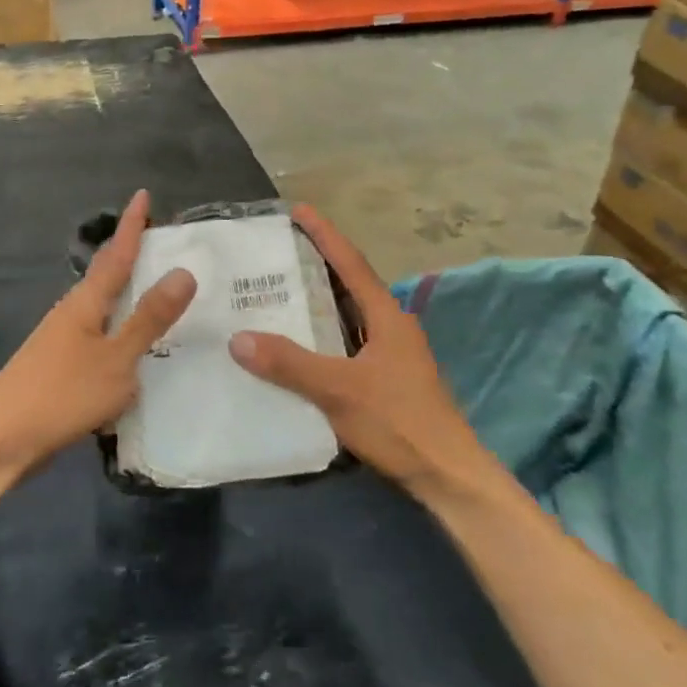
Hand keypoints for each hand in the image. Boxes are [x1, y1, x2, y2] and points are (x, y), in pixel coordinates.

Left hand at [0, 190, 195, 483]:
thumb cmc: (61, 395)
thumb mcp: (116, 359)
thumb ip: (149, 319)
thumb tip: (184, 271)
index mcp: (86, 303)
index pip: (116, 254)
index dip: (131, 226)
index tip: (142, 194)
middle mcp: (72, 314)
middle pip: (107, 277)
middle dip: (132, 257)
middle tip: (164, 245)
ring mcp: (62, 342)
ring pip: (103, 309)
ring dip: (128, 297)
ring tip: (160, 295)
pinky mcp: (60, 369)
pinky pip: (100, 339)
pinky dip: (121, 333)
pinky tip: (135, 351)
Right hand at [227, 204, 494, 506]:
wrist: (448, 476)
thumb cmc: (399, 422)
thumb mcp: (339, 390)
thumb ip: (290, 364)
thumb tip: (239, 338)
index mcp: (387, 316)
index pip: (351, 264)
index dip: (324, 235)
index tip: (299, 210)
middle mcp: (392, 326)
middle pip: (350, 284)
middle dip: (318, 264)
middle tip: (279, 251)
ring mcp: (393, 353)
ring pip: (349, 315)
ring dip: (319, 300)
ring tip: (280, 291)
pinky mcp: (388, 378)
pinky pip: (348, 341)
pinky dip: (323, 333)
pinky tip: (299, 345)